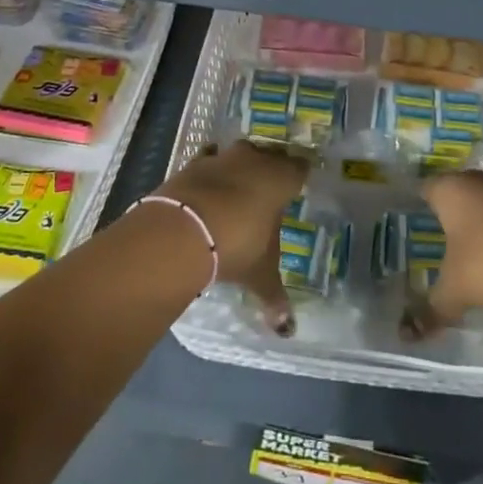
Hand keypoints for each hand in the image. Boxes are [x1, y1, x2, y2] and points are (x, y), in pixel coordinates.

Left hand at [156, 141, 308, 335]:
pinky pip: (208, 160)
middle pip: (270, 156)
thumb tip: (287, 329)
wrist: (183, 229)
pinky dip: (209, 171)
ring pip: (239, 154)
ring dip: (239, 167)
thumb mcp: (259, 273)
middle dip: (270, 169)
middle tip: (269, 190)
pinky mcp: (194, 163)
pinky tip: (207, 185)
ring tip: (238, 187)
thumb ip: (274, 296)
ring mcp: (223, 158)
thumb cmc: (237, 244)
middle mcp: (255, 160)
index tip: (298, 189)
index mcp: (281, 179)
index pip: (300, 168)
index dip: (299, 177)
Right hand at [405, 170, 482, 338]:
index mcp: (451, 190)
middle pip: (458, 190)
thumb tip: (408, 333)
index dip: (418, 203)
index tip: (413, 220)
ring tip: (475, 247)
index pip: (426, 188)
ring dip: (482, 218)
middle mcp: (480, 180)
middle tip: (441, 235)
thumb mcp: (455, 292)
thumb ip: (431, 309)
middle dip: (451, 211)